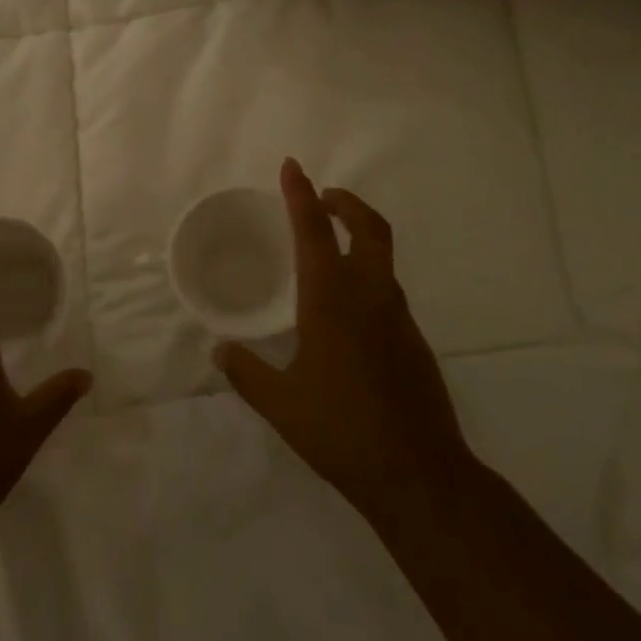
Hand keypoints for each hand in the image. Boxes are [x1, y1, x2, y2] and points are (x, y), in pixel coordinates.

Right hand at [215, 159, 474, 542]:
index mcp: (331, 301)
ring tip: (328, 250)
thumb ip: (246, 372)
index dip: (299, 195)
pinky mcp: (414, 343)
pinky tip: (347, 311)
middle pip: (368, 229)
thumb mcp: (281, 404)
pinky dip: (367, 276)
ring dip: (359, 237)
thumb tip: (221, 350)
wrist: (419, 474)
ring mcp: (398, 319)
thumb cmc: (341, 431)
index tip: (291, 166)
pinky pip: (387, 292)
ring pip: (382, 259)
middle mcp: (369, 298)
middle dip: (346, 203)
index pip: (313, 232)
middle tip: (322, 197)